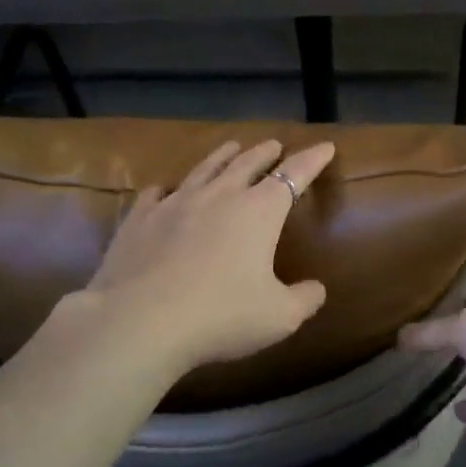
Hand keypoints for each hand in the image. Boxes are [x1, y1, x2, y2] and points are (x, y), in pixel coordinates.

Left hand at [71, 137, 335, 377]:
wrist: (140, 322)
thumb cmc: (221, 316)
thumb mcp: (279, 317)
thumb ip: (304, 299)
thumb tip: (317, 289)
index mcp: (258, 211)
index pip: (293, 175)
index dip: (312, 160)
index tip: (325, 147)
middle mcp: (218, 196)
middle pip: (247, 163)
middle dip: (265, 152)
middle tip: (274, 144)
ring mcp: (175, 204)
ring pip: (204, 169)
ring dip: (222, 156)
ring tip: (231, 147)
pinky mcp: (140, 219)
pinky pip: (156, 194)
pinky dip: (167, 188)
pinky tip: (164, 190)